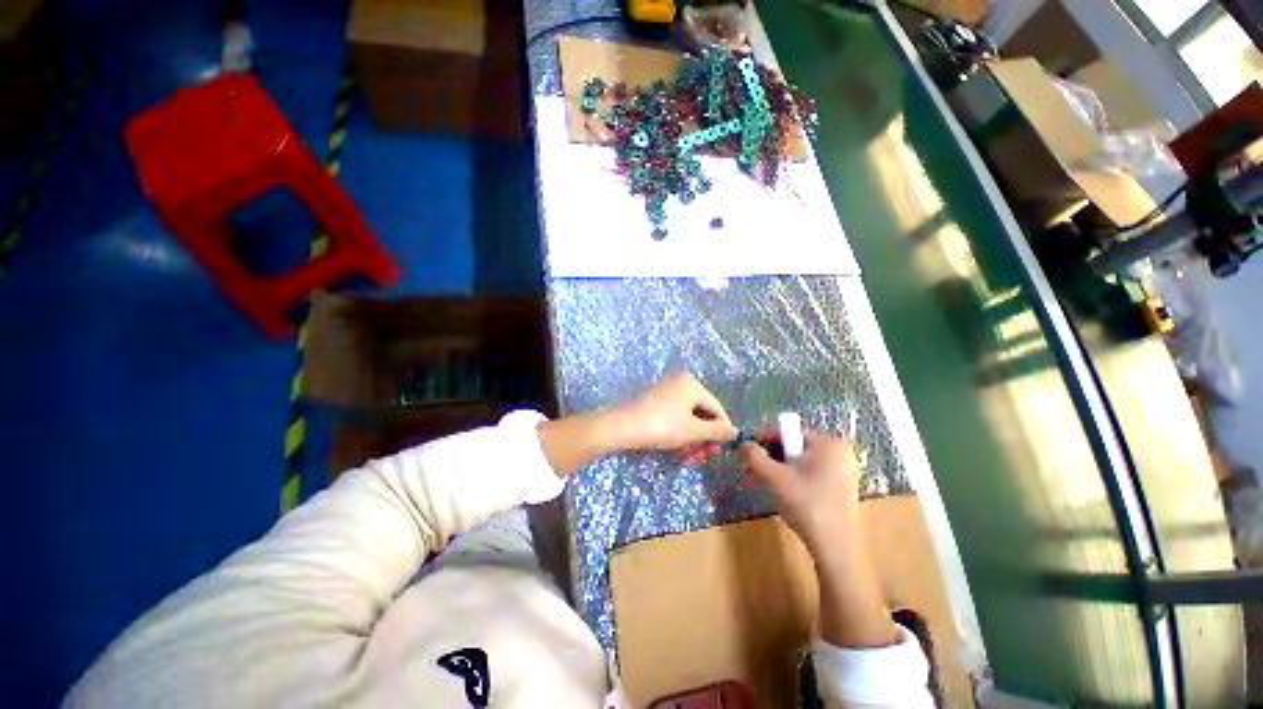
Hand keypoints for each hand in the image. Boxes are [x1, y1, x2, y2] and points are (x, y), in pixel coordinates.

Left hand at [606, 374, 736, 450]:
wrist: (621, 427)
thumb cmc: (662, 426)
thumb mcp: (692, 431)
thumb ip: (716, 431)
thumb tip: (736, 432)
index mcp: (692, 385)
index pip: (716, 407)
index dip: (722, 429)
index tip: (722, 450)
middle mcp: (680, 383)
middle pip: (701, 412)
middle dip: (704, 436)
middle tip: (704, 457)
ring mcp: (666, 391)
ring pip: (688, 417)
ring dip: (692, 438)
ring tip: (689, 457)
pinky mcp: (654, 401)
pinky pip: (675, 416)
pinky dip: (679, 432)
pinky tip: (677, 448)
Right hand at [741, 433, 861, 552]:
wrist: (834, 548)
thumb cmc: (806, 505)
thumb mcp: (775, 478)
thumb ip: (756, 457)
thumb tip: (743, 443)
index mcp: (829, 444)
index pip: (790, 432)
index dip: (766, 439)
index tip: (747, 447)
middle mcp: (839, 454)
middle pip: (794, 448)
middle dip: (768, 458)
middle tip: (748, 467)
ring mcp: (842, 472)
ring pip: (799, 464)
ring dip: (775, 470)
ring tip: (753, 480)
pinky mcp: (840, 489)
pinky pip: (809, 476)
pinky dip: (790, 480)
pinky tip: (772, 489)